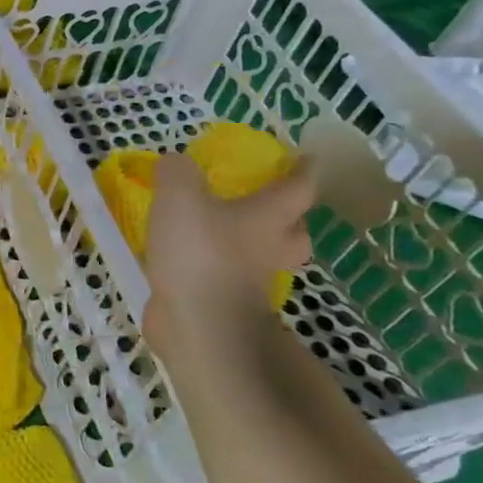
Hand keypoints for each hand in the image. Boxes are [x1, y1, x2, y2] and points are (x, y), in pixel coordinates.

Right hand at [140, 152, 314, 352]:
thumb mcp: (179, 195)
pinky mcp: (227, 305)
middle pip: (295, 233)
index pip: (298, 188)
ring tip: (222, 234)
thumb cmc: (199, 253)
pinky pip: (229, 280)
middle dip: (288, 218)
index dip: (303, 171)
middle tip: (266, 205)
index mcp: (268, 218)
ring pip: (265, 260)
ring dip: (252, 247)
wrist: (198, 325)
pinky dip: (217, 270)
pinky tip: (191, 262)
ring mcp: (251, 283)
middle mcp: (269, 250)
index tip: (305, 158)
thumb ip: (177, 172)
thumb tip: (176, 164)